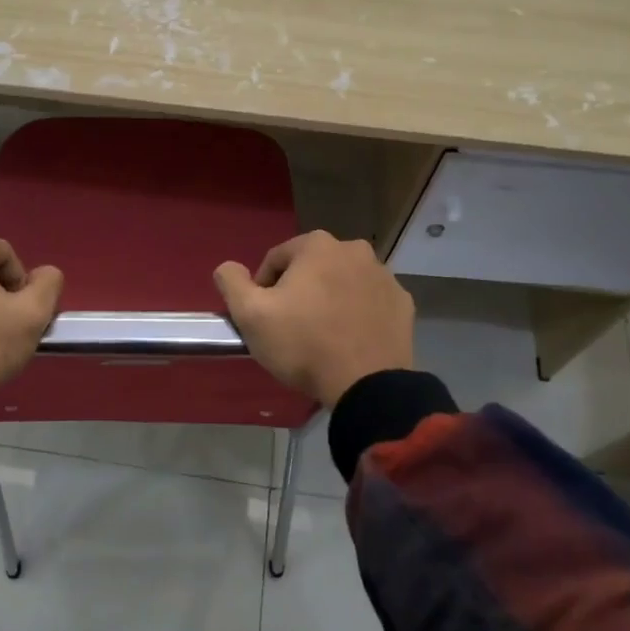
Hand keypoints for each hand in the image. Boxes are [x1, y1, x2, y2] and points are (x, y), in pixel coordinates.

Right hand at [213, 231, 414, 405]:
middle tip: (291, 325)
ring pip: (343, 283)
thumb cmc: (303, 344)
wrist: (367, 386)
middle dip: (299, 290)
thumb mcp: (251, 315)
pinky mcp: (403, 303)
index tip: (264, 316)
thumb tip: (227, 267)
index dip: (263, 287)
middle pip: (312, 268)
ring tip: (321, 335)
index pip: (276, 259)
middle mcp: (355, 250)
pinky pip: (369, 302)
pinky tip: (349, 340)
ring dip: (330, 299)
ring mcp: (384, 276)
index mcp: (317, 245)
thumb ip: (231, 283)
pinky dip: (357, 313)